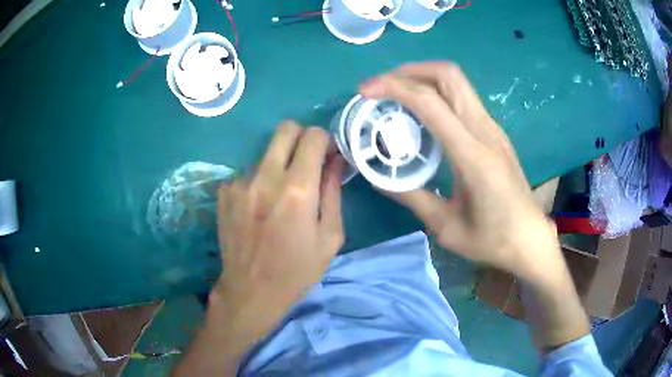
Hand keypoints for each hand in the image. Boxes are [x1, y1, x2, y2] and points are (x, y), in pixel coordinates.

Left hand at [211, 122, 343, 342]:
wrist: (251, 290)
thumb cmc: (298, 269)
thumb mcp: (330, 236)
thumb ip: (333, 191)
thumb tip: (335, 160)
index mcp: (297, 189)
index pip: (313, 136)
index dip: (325, 140)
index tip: (328, 156)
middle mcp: (266, 177)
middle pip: (285, 129)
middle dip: (302, 137)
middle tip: (307, 160)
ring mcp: (240, 182)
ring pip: (266, 153)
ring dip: (278, 164)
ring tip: (279, 196)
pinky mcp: (224, 192)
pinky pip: (248, 173)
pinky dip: (258, 182)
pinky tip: (258, 209)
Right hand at [359, 63, 558, 282]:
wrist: (530, 238)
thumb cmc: (492, 239)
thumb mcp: (446, 227)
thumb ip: (411, 197)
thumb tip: (378, 178)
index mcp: (473, 156)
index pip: (431, 103)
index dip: (394, 88)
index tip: (366, 92)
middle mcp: (485, 131)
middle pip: (448, 75)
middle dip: (409, 72)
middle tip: (381, 88)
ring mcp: (492, 128)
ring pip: (456, 81)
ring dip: (422, 78)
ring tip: (395, 95)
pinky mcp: (494, 131)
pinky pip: (462, 97)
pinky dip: (436, 92)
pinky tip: (421, 114)